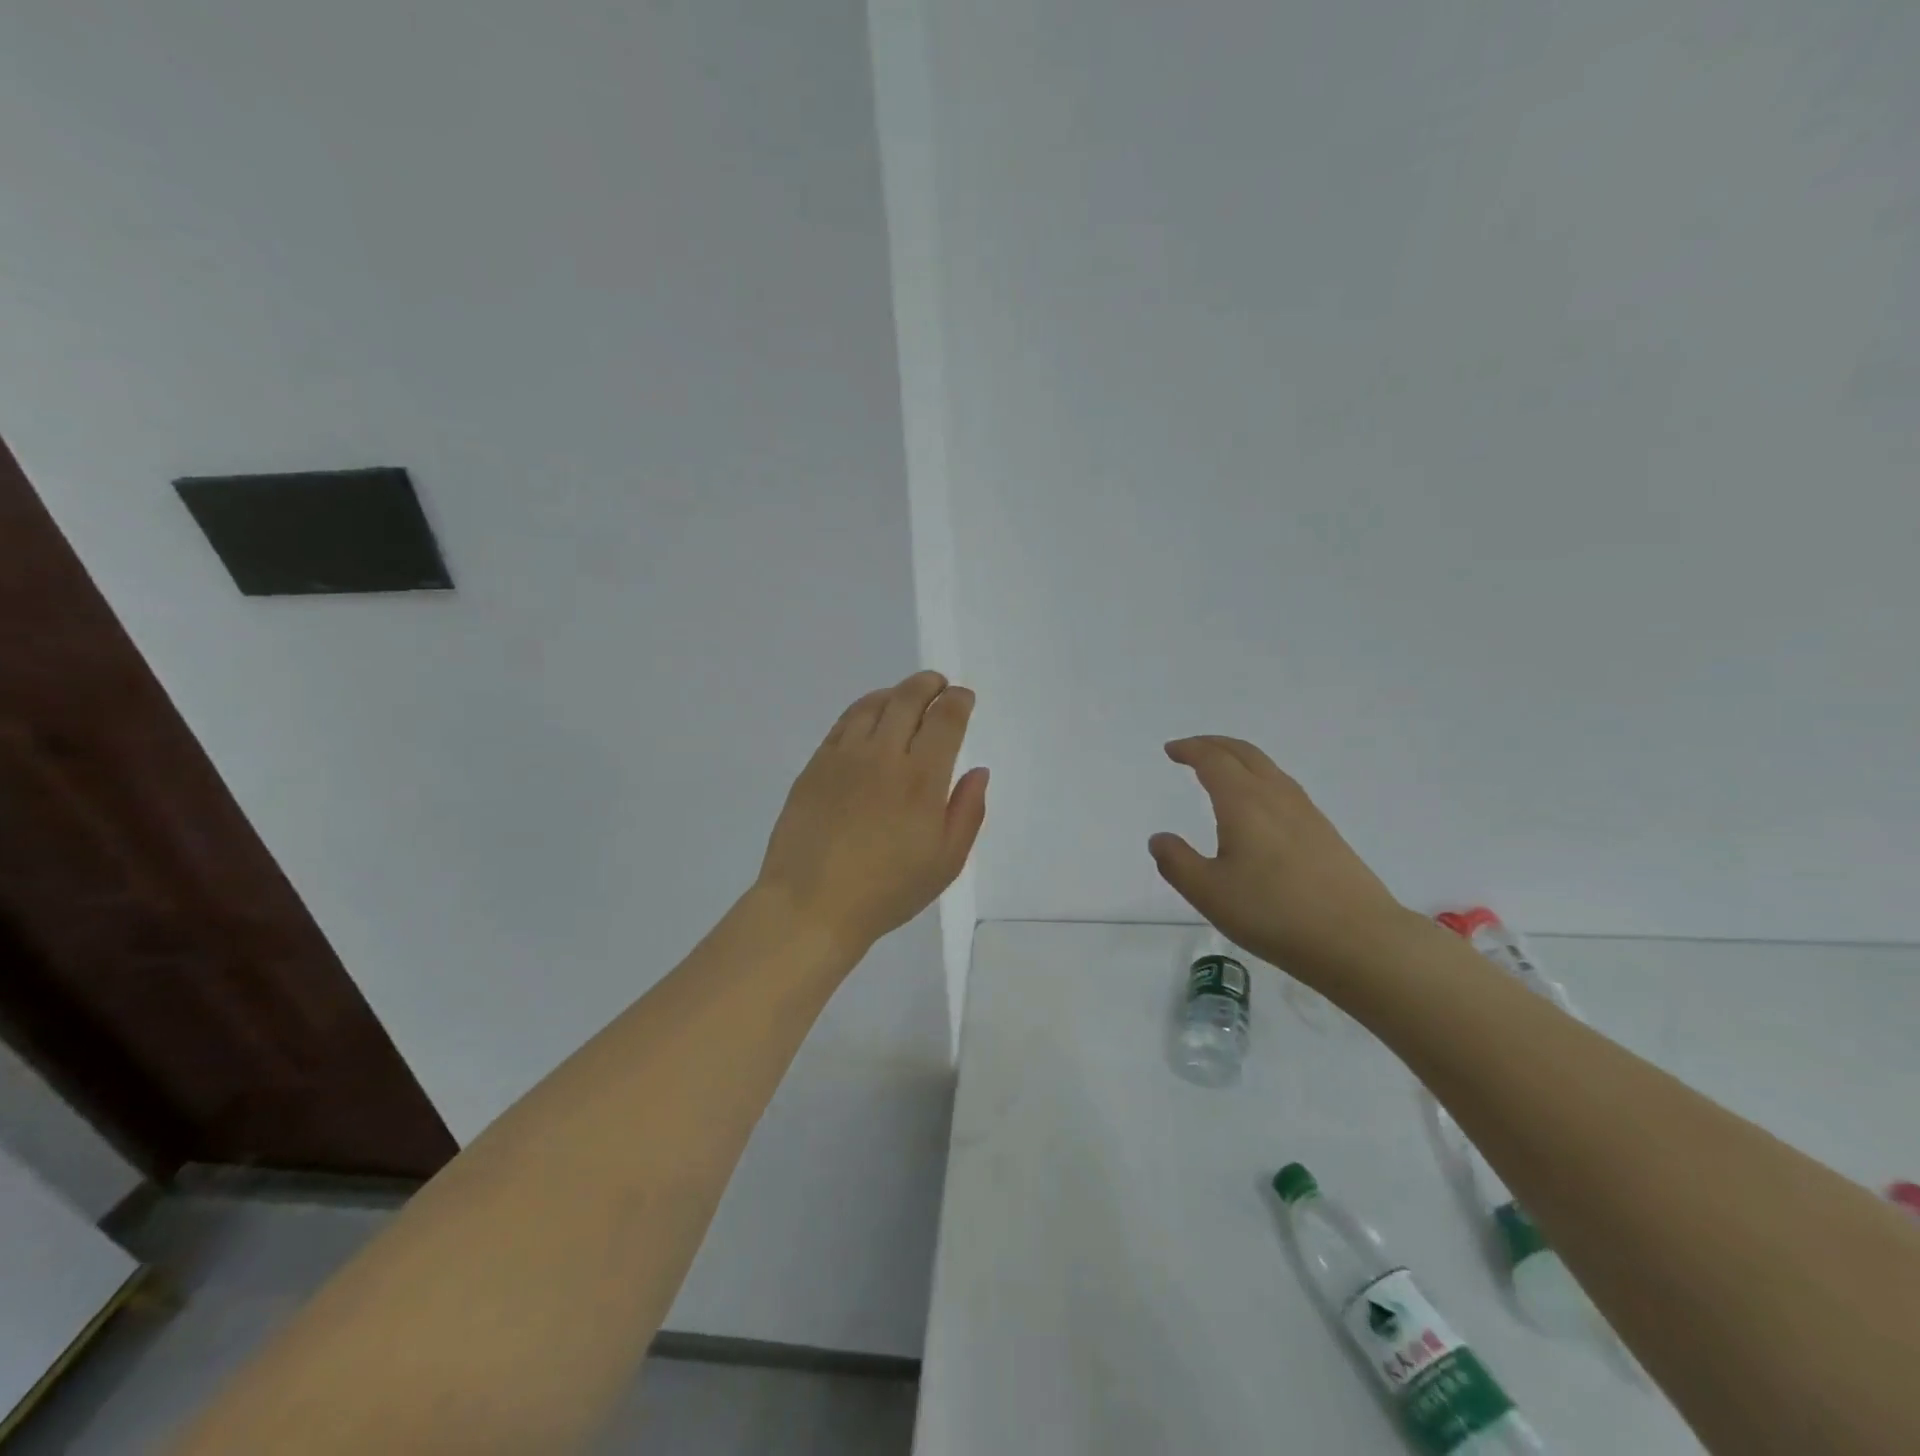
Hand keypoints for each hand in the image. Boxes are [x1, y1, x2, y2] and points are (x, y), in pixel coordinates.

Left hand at [757, 671, 988, 955]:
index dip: (958, 700)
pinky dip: (864, 709)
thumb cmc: (887, 890)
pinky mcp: (816, 765)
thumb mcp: (946, 862)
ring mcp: (844, 756)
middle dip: (929, 684)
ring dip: (896, 692)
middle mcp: (883, 755)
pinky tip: (870, 717)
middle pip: (908, 698)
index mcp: (922, 779)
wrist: (811, 905)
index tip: (963, 698)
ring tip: (906, 696)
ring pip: (873, 704)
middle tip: (939, 685)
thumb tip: (978, 771)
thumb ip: (968, 811)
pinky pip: (843, 722)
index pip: (945, 719)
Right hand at [1149, 736, 1416, 981]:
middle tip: (1192, 749)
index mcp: (1244, 802)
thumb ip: (1177, 863)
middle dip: (1215, 745)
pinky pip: (1284, 788)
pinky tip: (1259, 807)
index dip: (1190, 750)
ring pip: (1269, 769)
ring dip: (1240, 760)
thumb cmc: (1274, 913)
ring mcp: (1306, 813)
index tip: (1171, 750)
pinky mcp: (1325, 834)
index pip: (1214, 760)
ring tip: (1222, 771)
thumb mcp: (1209, 893)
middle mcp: (1276, 797)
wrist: (1359, 940)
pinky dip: (1260, 779)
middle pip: (1245, 754)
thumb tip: (1160, 838)